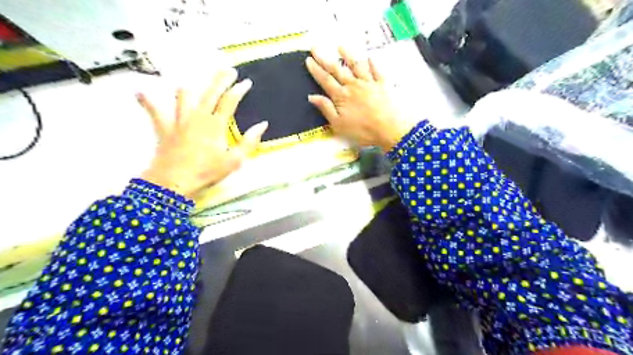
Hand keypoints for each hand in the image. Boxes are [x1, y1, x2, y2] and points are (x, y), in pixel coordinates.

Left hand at [137, 68, 267, 202]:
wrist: (175, 181)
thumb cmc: (207, 172)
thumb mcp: (235, 160)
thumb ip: (249, 141)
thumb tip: (262, 124)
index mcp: (216, 125)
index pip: (230, 101)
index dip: (239, 89)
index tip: (246, 82)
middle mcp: (198, 117)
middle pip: (210, 92)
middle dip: (220, 79)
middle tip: (228, 70)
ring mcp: (179, 121)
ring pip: (183, 96)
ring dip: (189, 88)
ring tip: (192, 83)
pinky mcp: (164, 128)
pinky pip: (154, 112)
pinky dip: (148, 102)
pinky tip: (140, 92)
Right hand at [306, 46, 415, 150]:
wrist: (390, 129)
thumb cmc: (363, 130)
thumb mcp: (339, 125)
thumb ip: (326, 109)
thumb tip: (312, 96)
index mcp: (341, 96)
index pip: (325, 80)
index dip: (316, 70)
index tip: (308, 59)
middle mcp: (353, 85)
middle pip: (337, 69)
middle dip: (325, 58)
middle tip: (316, 47)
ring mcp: (369, 83)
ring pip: (356, 65)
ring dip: (347, 55)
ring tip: (340, 46)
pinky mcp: (383, 84)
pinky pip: (376, 70)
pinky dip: (372, 63)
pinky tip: (369, 57)